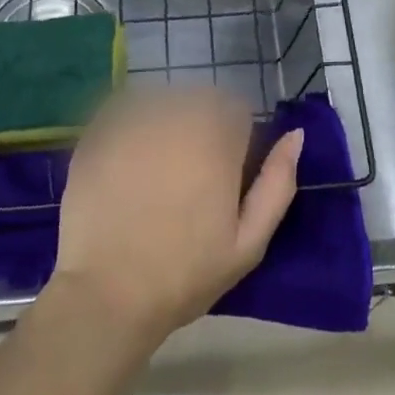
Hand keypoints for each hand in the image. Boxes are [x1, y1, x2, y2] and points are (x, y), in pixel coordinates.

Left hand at [50, 86, 301, 344]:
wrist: (108, 294)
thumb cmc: (185, 273)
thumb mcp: (249, 242)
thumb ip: (277, 183)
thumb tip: (296, 135)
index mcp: (217, 139)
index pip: (236, 110)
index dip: (234, 139)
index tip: (224, 173)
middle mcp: (177, 116)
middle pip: (199, 100)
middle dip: (201, 127)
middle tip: (188, 175)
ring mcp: (134, 120)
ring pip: (162, 100)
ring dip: (166, 122)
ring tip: (155, 167)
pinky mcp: (99, 131)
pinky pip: (123, 108)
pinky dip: (129, 123)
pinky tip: (125, 161)